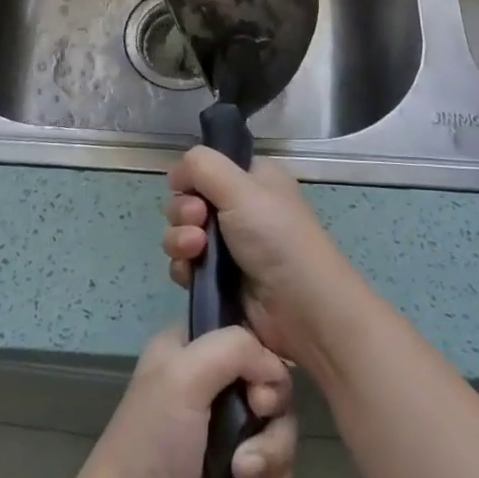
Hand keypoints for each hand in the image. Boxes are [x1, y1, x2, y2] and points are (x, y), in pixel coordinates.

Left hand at [69, 326, 295, 477]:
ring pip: (279, 423)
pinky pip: (279, 464)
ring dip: (270, 449)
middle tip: (254, 418)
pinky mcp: (241, 473)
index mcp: (190, 348)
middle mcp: (211, 382)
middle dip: (270, 407)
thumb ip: (234, 349)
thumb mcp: (183, 376)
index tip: (254, 381)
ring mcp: (227, 430)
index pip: (244, 331)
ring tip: (242, 472)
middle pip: (270, 379)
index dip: (260, 354)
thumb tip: (276, 368)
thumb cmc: (153, 443)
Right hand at [161, 147, 353, 370]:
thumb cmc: (277, 238)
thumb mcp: (242, 188)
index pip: (209, 166)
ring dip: (180, 238)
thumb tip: (177, 171)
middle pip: (190, 199)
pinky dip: (183, 266)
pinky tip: (192, 274)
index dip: (193, 175)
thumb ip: (203, 166)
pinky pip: (186, 265)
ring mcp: (229, 247)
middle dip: (184, 210)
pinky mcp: (219, 281)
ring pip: (183, 232)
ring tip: (195, 249)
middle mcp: (241, 208)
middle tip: (198, 219)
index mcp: (254, 180)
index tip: (188, 187)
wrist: (302, 311)